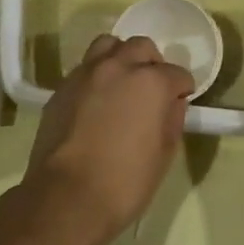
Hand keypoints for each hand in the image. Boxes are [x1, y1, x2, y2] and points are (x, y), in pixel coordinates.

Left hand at [17, 34, 194, 244]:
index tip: (180, 102)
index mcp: (150, 82)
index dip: (182, 89)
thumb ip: (172, 119)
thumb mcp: (164, 154)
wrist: (66, 198)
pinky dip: (97, 75)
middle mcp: (118, 67)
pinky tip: (97, 101)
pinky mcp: (61, 88)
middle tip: (153, 89)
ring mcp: (85, 74)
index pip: (177, 74)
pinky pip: (85, 68)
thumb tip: (172, 103)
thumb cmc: (125, 182)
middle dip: (152, 64)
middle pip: (141, 47)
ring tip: (122, 83)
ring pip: (108, 46)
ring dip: (121, 58)